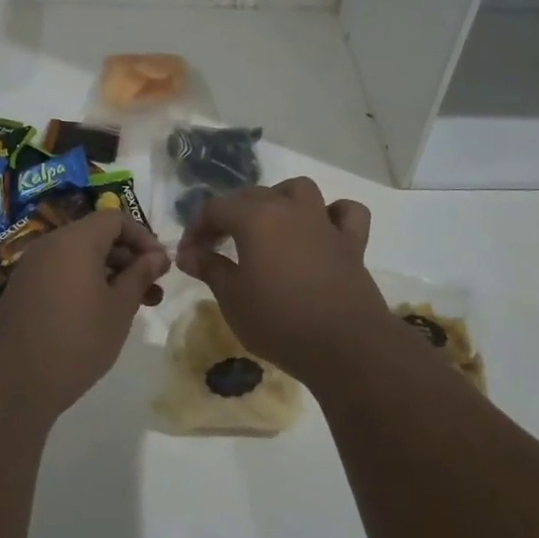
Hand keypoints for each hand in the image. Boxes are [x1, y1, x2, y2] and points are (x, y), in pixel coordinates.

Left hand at [0, 209, 169, 417]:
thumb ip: (140, 275)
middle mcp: (50, 245)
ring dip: (110, 275)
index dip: (143, 237)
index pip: (115, 218)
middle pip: (97, 237)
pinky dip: (85, 284)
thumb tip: (158, 255)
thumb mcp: (119, 308)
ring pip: (80, 258)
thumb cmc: (77, 340)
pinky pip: (61, 274)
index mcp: (75, 240)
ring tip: (133, 307)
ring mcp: (32, 268)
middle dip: (129, 259)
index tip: (161, 266)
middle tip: (152, 291)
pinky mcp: (22, 290)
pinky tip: (99, 315)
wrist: (12, 383)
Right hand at [175, 178, 394, 380]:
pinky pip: (345, 212)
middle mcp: (289, 209)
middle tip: (217, 246)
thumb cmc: (279, 322)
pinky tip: (322, 230)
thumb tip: (186, 253)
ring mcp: (324, 222)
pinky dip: (332, 214)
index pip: (215, 208)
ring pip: (299, 190)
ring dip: (279, 200)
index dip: (197, 228)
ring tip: (267, 226)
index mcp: (255, 218)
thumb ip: (209, 268)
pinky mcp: (352, 242)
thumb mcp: (232, 298)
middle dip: (229, 215)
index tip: (189, 254)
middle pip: (252, 195)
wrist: (344, 346)